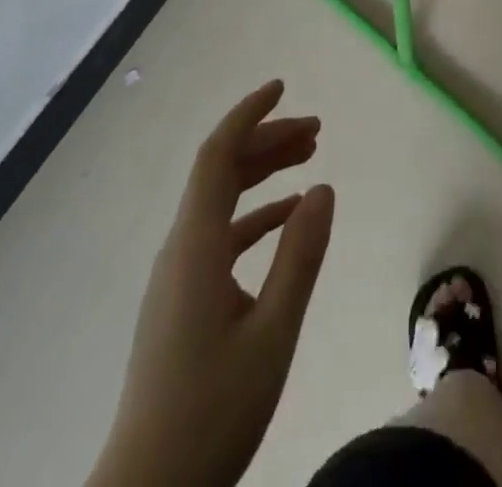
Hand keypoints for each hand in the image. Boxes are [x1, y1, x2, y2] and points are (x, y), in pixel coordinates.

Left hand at [89, 80, 334, 486]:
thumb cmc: (211, 413)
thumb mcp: (272, 334)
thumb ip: (299, 257)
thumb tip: (323, 188)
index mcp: (196, 245)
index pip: (217, 154)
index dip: (248, 114)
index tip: (282, 87)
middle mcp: (181, 248)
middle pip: (222, 171)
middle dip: (267, 141)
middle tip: (317, 131)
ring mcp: (178, 276)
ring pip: (222, 201)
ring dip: (263, 174)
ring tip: (309, 159)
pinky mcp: (182, 300)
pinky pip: (221, 234)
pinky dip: (255, 215)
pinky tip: (288, 219)